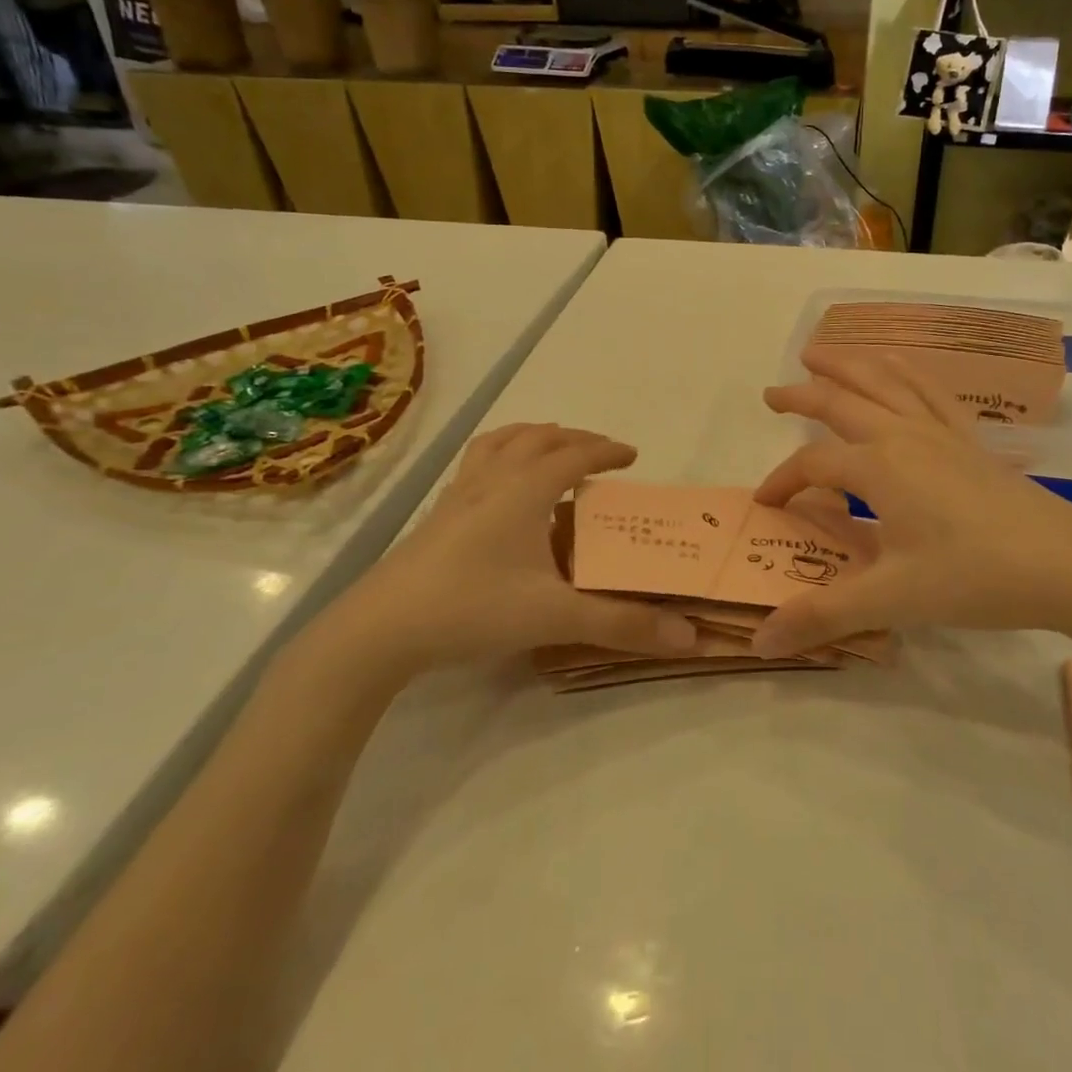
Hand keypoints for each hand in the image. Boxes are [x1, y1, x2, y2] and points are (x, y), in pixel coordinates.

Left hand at [318, 424, 697, 683]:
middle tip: (600, 452)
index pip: (575, 455)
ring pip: (500, 442)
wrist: (382, 628)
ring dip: (532, 436)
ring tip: (550, 446)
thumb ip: (621, 624)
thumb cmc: (473, 607)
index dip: (607, 451)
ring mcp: (459, 494)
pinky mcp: (438, 515)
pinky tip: (499, 486)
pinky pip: (476, 463)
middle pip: (538, 438)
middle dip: (574, 438)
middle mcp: (493, 480)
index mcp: (525, 490)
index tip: (632, 456)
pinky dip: (500, 456)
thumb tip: (689, 636)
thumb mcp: (555, 617)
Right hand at [749, 349, 1071, 657]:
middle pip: (841, 402)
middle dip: (802, 395)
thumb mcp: (891, 599)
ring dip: (848, 365)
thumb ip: (822, 614)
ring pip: (884, 382)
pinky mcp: (969, 440)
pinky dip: (905, 371)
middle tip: (771, 393)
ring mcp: (940, 432)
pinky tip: (898, 366)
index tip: (765, 503)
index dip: (783, 481)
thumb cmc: (973, 577)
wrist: (1067, 564)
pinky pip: (930, 390)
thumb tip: (760, 643)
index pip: (813, 464)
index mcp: (877, 467)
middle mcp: (902, 435)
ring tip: (820, 353)